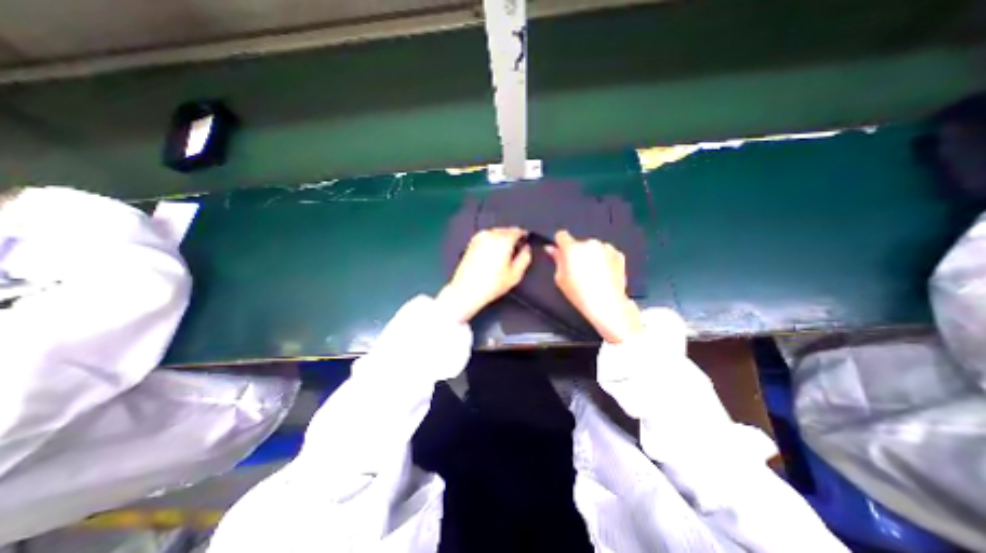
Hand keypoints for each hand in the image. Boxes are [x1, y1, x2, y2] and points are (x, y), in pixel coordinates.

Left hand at [438, 228, 531, 322]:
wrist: (467, 289)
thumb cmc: (490, 284)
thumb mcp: (515, 274)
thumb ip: (525, 257)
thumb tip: (526, 249)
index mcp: (503, 240)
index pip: (517, 231)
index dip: (524, 236)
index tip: (525, 242)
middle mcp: (490, 235)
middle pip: (506, 230)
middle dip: (512, 238)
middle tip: (515, 251)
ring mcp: (479, 238)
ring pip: (496, 233)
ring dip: (501, 240)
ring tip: (503, 256)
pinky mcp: (471, 243)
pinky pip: (486, 238)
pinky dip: (492, 243)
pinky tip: (492, 256)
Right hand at [543, 227, 644, 339]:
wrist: (607, 303)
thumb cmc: (580, 293)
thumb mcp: (560, 278)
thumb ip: (556, 259)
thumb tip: (552, 249)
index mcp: (572, 248)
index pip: (561, 235)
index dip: (559, 244)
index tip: (561, 252)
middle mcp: (589, 243)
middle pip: (578, 243)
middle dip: (577, 253)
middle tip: (577, 270)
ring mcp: (605, 247)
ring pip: (593, 248)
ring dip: (590, 255)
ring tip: (592, 274)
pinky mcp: (618, 254)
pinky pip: (606, 252)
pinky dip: (603, 259)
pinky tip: (603, 275)